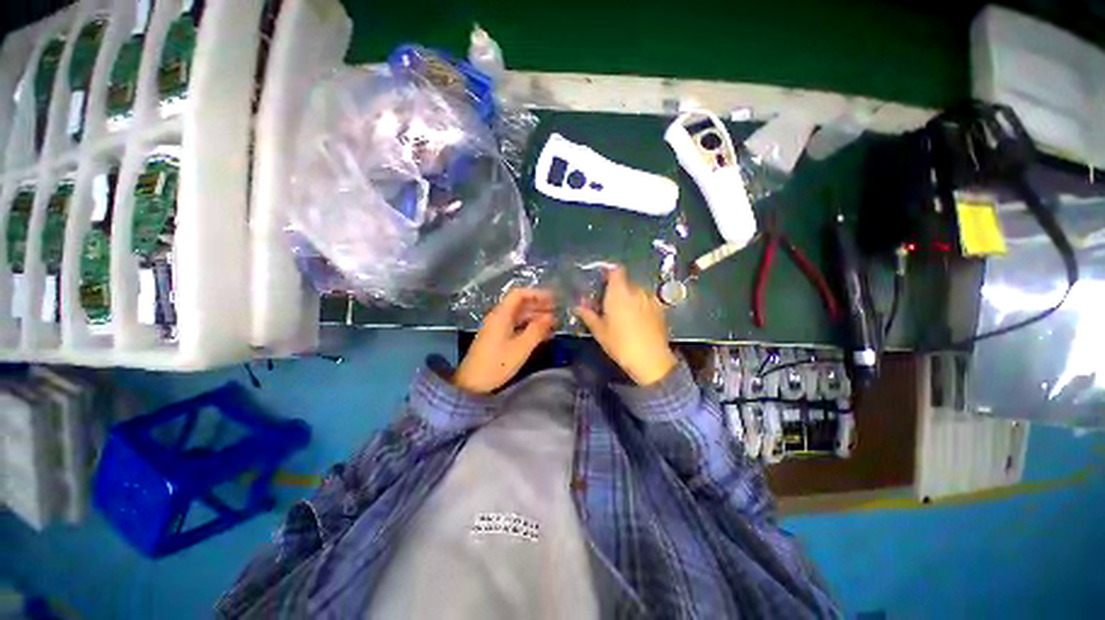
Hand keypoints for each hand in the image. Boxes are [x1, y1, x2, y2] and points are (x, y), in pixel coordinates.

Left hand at [452, 288, 556, 393]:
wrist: (472, 384)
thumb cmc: (497, 364)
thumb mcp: (521, 347)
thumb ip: (537, 330)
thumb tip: (551, 317)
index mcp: (501, 314)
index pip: (519, 294)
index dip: (537, 294)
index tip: (553, 299)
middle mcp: (498, 317)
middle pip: (520, 305)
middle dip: (539, 306)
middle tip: (558, 312)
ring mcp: (497, 328)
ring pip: (520, 317)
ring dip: (536, 318)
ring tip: (554, 324)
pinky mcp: (497, 339)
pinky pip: (516, 327)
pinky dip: (530, 328)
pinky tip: (543, 335)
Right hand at [575, 265, 677, 384]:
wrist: (651, 359)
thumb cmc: (620, 343)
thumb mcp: (599, 331)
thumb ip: (588, 315)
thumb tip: (578, 306)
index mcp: (619, 292)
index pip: (616, 270)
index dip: (608, 273)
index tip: (601, 282)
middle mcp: (636, 290)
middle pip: (625, 282)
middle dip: (616, 290)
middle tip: (607, 304)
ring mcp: (650, 299)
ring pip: (636, 292)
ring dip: (629, 298)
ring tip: (622, 314)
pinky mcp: (660, 309)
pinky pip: (646, 301)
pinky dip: (640, 306)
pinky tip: (637, 321)